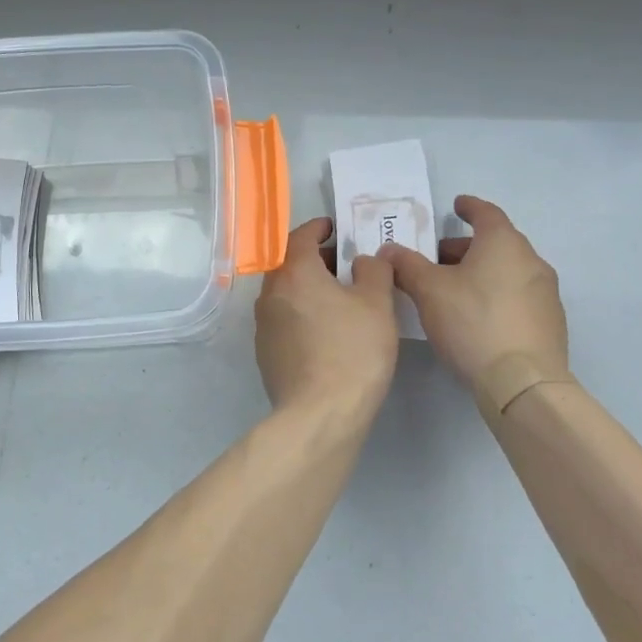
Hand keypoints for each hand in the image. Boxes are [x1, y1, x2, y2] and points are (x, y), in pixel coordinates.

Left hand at [254, 217, 400, 416]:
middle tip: (346, 265)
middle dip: (316, 259)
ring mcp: (264, 325)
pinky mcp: (265, 352)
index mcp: (294, 272)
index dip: (318, 228)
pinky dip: (302, 313)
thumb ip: (373, 270)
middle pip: (290, 263)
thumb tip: (364, 259)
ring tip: (340, 299)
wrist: (320, 414)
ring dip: (309, 287)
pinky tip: (326, 331)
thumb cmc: (353, 350)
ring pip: (286, 292)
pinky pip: (284, 319)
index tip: (335, 228)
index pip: (300, 235)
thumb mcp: (377, 304)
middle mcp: (271, 293)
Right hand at [379, 195, 568, 388]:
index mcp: (504, 243)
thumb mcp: (428, 291)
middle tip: (436, 261)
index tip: (456, 205)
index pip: (486, 213)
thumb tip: (389, 250)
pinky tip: (477, 318)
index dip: (469, 207)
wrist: (523, 382)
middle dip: (465, 248)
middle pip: (496, 243)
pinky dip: (496, 295)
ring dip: (481, 272)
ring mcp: (546, 292)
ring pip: (507, 270)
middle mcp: (531, 260)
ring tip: (452, 292)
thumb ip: (407, 265)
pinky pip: (518, 296)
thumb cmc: (473, 323)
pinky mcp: (550, 322)